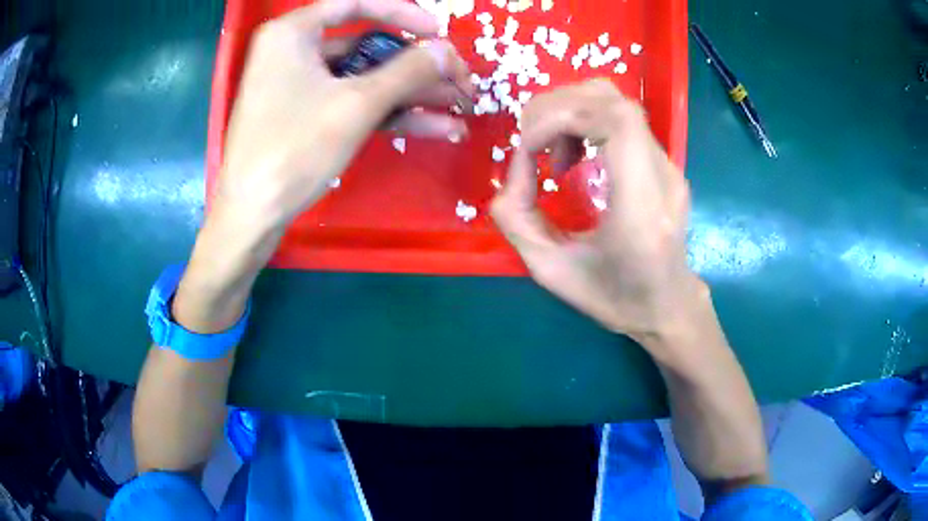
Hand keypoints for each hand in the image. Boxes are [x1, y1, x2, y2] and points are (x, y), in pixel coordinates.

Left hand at [175, 0, 474, 332]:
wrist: (252, 215)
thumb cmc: (294, 149)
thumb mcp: (356, 104)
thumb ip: (408, 71)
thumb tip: (448, 51)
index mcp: (294, 32)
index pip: (357, 4)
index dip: (404, 13)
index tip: (439, 32)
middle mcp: (294, 51)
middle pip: (367, 45)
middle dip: (418, 67)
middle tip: (459, 81)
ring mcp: (298, 85)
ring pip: (365, 78)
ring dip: (411, 94)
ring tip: (459, 107)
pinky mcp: (303, 114)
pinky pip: (351, 101)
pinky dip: (388, 112)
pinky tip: (434, 126)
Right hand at [491, 80, 703, 352]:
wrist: (666, 304)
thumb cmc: (613, 298)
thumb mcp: (549, 271)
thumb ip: (516, 219)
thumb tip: (514, 167)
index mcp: (641, 209)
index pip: (617, 122)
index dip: (561, 116)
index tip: (529, 147)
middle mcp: (662, 177)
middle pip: (613, 101)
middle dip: (557, 108)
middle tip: (531, 145)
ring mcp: (668, 165)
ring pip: (617, 102)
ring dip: (571, 111)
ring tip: (552, 153)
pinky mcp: (664, 162)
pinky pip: (622, 119)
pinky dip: (586, 121)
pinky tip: (574, 156)